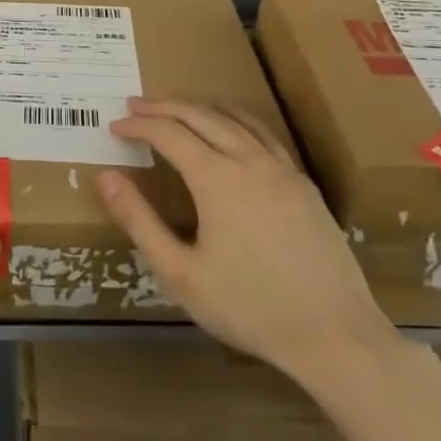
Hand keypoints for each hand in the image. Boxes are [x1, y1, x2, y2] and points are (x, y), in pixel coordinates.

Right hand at [98, 98, 406, 391]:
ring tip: (175, 107)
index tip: (114, 127)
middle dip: (163, 107)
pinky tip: (230, 129)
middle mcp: (249, 160)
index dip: (138, 126)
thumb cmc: (248, 307)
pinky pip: (263, 134)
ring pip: (234, 119)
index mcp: (216, 178)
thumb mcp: (180, 273)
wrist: (334, 334)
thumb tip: (105, 177)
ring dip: (199, 107)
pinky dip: (235, 120)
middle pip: (200, 116)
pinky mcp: (303, 184)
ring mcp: (282, 169)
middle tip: (135, 106)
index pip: (168, 133)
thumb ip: (139, 221)